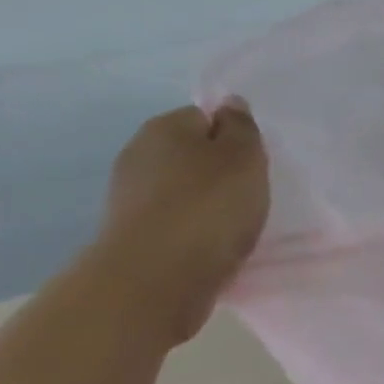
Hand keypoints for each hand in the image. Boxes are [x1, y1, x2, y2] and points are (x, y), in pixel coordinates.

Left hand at [91, 102, 270, 341]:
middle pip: (191, 155)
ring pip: (182, 191)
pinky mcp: (132, 236)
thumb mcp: (243, 157)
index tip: (253, 164)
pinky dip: (193, 232)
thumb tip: (230, 105)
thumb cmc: (208, 207)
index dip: (233, 137)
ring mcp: (131, 198)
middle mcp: (139, 154)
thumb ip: (241, 127)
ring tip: (234, 227)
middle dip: (218, 172)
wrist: (157, 278)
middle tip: (249, 196)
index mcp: (165, 127)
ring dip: (206, 205)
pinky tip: (212, 248)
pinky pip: (174, 224)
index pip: (205, 117)